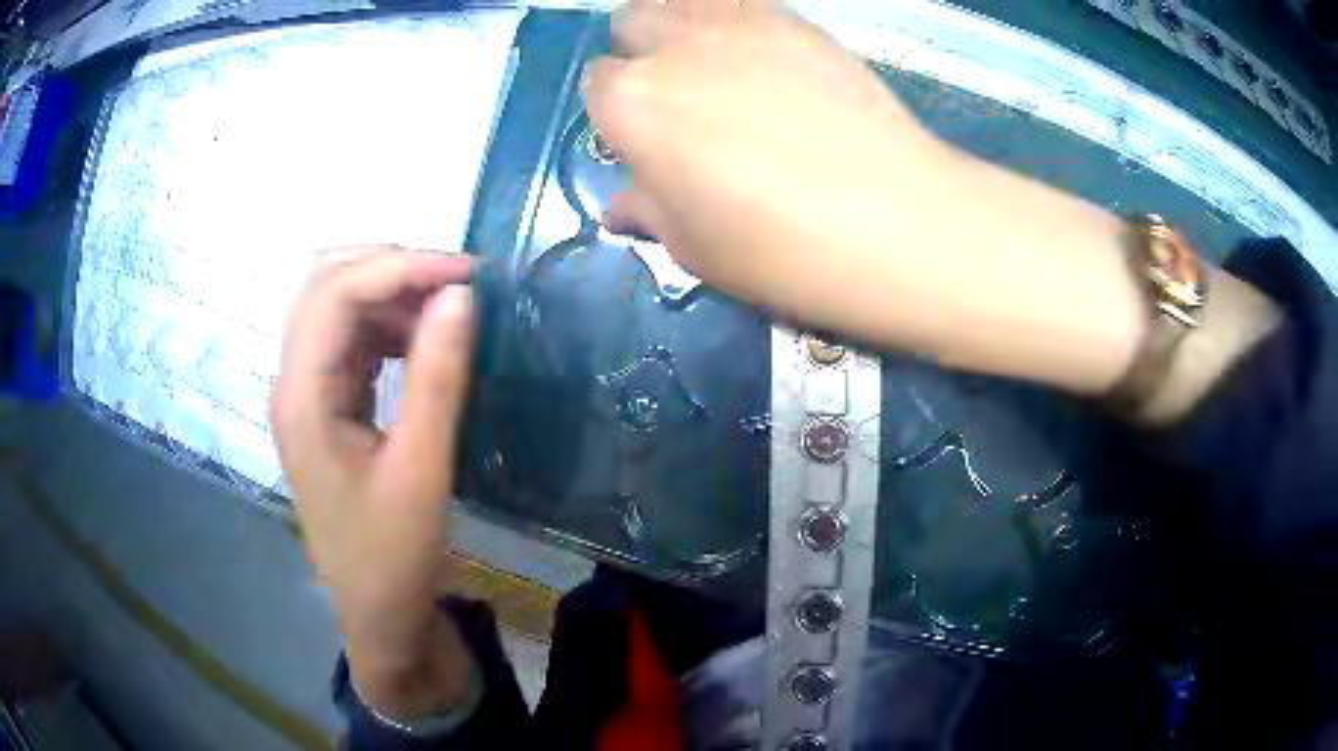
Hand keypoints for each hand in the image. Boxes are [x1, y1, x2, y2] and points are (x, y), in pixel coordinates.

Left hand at [271, 246, 476, 718]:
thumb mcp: (422, 468)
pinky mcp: (325, 407)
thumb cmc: (394, 554)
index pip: (336, 295)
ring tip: (447, 309)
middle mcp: (293, 383)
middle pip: (324, 286)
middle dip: (389, 268)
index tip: (468, 273)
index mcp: (302, 398)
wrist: (378, 614)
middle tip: (454, 282)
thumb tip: (460, 295)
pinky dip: (387, 326)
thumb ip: (437, 377)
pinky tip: (423, 341)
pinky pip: (350, 343)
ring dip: (389, 295)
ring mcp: (306, 394)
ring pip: (336, 309)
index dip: (400, 267)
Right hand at [586, 0, 1145, 394]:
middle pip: (634, 22)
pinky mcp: (799, 20)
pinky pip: (744, 6)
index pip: (599, 85)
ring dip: (686, 30)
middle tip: (682, 99)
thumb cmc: (781, 250)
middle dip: (643, 53)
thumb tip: (622, 202)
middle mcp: (674, 45)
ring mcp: (740, 21)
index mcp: (631, 103)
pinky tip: (772, 68)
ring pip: (685, 2)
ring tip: (722, 74)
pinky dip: (739, 27)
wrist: (896, 221)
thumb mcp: (694, 247)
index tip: (650, 141)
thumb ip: (648, 208)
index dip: (621, 114)